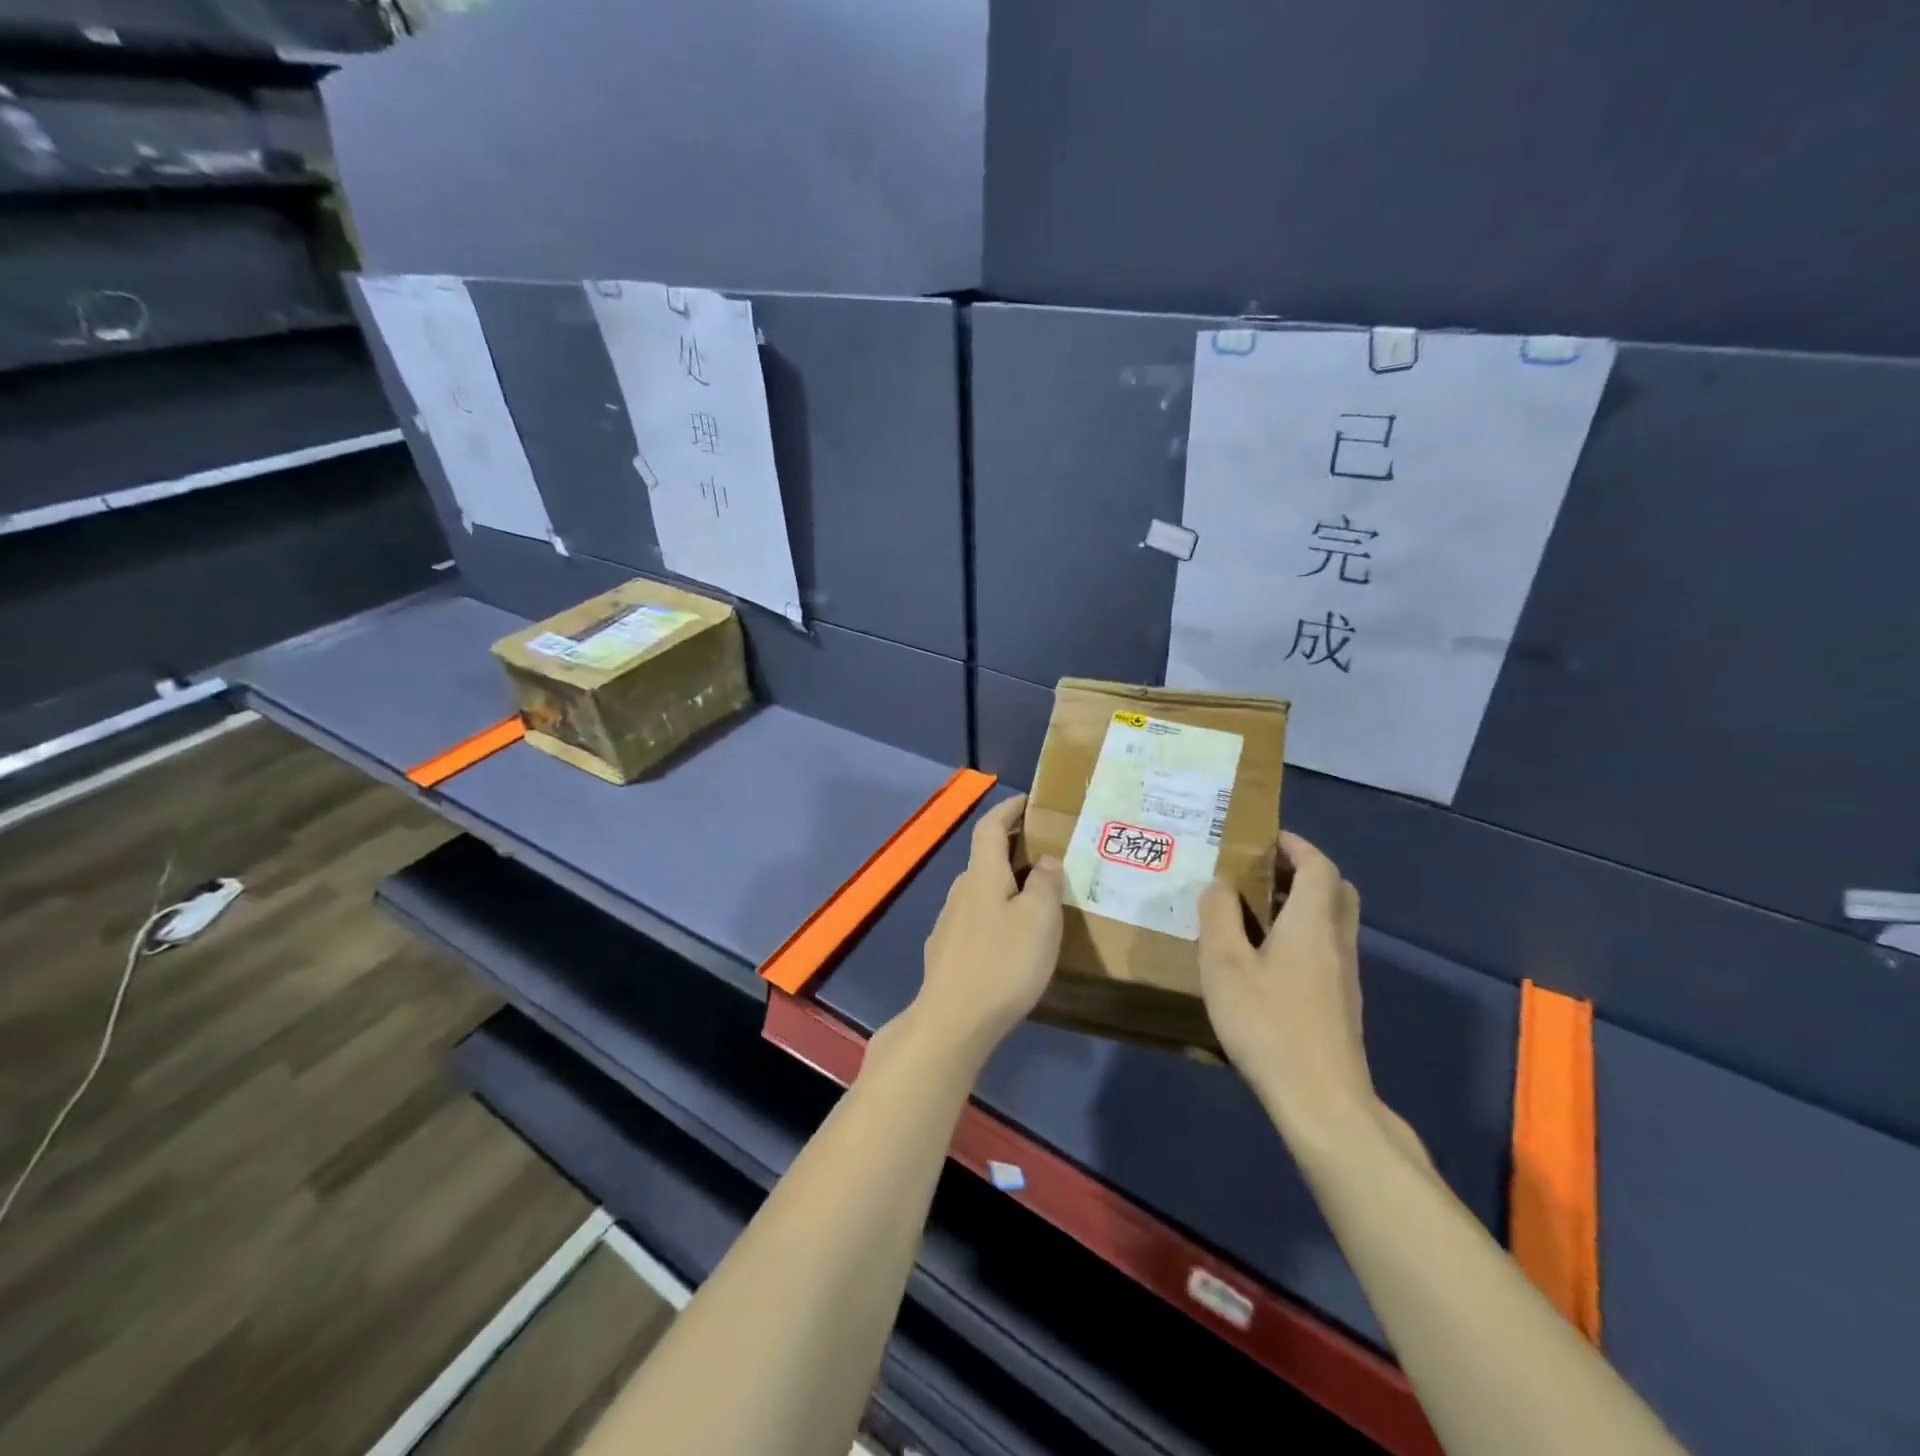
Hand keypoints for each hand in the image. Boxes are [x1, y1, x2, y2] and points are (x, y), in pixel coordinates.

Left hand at [909, 795, 1064, 1066]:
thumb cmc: (1002, 963)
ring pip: (980, 890)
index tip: (1027, 800)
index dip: (1008, 809)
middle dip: (1013, 848)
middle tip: (1047, 852)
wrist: (952, 1021)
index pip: (990, 826)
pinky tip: (1010, 938)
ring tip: (1036, 897)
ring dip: (1005, 884)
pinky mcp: (946, 952)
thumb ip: (1046, 884)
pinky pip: (976, 918)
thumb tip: (1046, 859)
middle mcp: (960, 891)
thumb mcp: (1039, 920)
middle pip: (985, 857)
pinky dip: (996, 913)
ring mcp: (949, 923)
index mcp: (982, 875)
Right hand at [1198, 832, 1381, 1144]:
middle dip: (1303, 871)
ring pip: (1332, 921)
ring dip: (1300, 904)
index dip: (1295, 845)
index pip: (1319, 865)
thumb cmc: (1269, 1023)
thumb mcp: (1225, 964)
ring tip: (1253, 911)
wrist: (1322, 1102)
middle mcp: (1337, 941)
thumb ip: (1219, 916)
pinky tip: (1264, 958)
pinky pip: (1325, 948)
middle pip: (1335, 890)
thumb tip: (1219, 884)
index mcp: (1313, 922)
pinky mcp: (1340, 1003)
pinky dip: (1301, 935)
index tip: (1264, 838)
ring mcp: (1344, 975)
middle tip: (1261, 873)